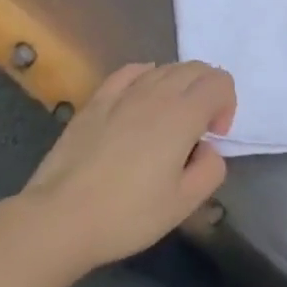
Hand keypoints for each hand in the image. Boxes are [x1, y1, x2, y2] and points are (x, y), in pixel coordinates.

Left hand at [17, 61, 235, 268]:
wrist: (59, 219)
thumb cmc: (127, 214)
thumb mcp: (184, 204)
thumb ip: (211, 169)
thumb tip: (207, 149)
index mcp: (183, 114)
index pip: (220, 82)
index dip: (227, 104)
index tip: (215, 136)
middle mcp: (157, 92)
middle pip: (196, 68)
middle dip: (208, 90)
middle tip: (200, 127)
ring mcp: (124, 93)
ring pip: (165, 68)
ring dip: (180, 85)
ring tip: (170, 119)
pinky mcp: (97, 100)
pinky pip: (131, 71)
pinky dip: (147, 76)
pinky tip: (142, 96)